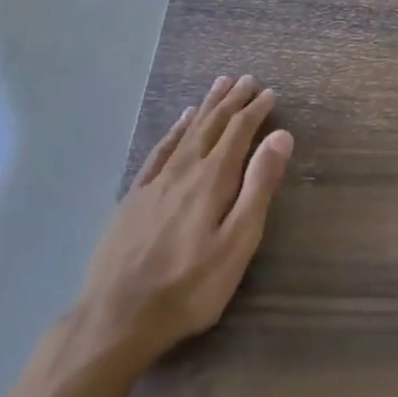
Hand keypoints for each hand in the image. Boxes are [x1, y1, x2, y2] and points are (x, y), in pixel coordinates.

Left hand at [39, 75, 292, 389]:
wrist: (116, 317)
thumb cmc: (189, 286)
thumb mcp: (237, 242)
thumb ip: (259, 187)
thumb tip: (281, 136)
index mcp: (212, 179)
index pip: (239, 132)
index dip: (255, 110)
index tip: (269, 93)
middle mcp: (184, 169)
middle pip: (212, 125)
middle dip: (232, 101)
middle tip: (246, 79)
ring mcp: (155, 181)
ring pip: (187, 132)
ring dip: (206, 107)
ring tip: (218, 85)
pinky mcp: (134, 197)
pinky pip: (160, 150)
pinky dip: (174, 130)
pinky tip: (180, 122)